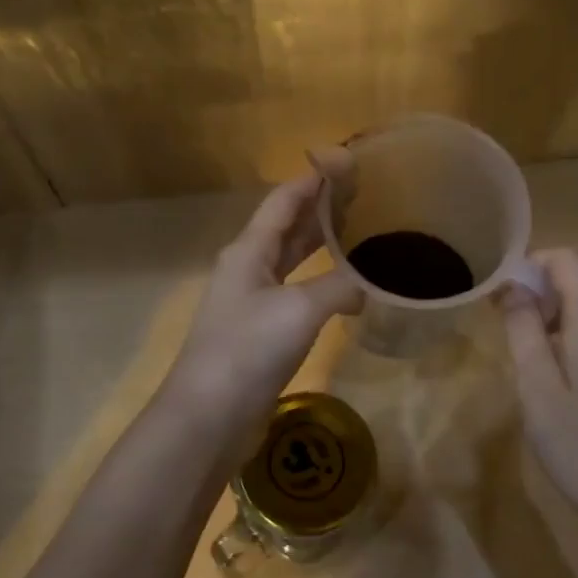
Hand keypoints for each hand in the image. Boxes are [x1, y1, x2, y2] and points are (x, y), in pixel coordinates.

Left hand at [162, 157, 362, 446]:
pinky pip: (296, 292)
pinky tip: (345, 288)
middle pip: (288, 226)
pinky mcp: (262, 332)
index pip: (284, 200)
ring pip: (292, 260)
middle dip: (322, 208)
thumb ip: (339, 287)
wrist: (209, 416)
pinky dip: (321, 282)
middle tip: (364, 194)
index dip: (314, 179)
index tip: (347, 162)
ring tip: (360, 230)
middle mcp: (248, 268)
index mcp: (249, 250)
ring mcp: (253, 301)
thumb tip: (369, 286)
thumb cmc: (248, 350)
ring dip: (321, 244)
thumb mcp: (299, 310)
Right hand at [499, 249, 577, 517]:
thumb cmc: (576, 439)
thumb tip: (513, 286)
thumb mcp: (536, 383)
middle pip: (577, 280)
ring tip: (520, 349)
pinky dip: (567, 333)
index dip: (531, 264)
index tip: (500, 292)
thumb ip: (523, 327)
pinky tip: (549, 370)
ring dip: (549, 313)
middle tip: (501, 322)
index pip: (567, 260)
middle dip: (536, 289)